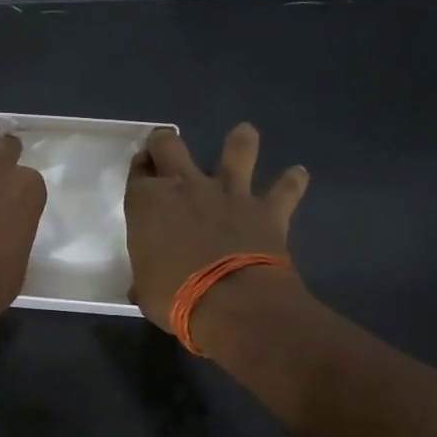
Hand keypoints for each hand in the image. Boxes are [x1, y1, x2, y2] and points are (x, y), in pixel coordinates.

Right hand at [124, 124, 309, 333]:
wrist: (232, 303)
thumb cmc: (174, 296)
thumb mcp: (144, 290)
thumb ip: (144, 278)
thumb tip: (142, 286)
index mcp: (148, 203)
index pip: (137, 173)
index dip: (138, 169)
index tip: (141, 172)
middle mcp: (185, 186)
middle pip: (169, 146)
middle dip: (165, 142)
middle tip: (166, 146)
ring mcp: (228, 193)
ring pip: (236, 151)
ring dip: (240, 142)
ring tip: (244, 134)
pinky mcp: (265, 210)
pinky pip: (284, 190)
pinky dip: (292, 182)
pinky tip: (299, 173)